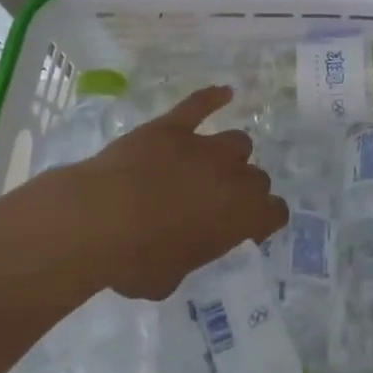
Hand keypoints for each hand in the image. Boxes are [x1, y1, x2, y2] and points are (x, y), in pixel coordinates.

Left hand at [42, 88, 286, 300]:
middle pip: (258, 177)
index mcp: (240, 217)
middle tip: (221, 203)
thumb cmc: (136, 260)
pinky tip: (223, 93)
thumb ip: (188, 258)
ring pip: (237, 142)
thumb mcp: (169, 279)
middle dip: (245, 190)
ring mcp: (203, 146)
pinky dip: (212, 98)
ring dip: (230, 156)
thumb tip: (182, 249)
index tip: (250, 230)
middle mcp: (233, 176)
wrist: (98, 220)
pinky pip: (199, 105)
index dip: (265, 221)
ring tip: (212, 165)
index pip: (275, 213)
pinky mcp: (173, 126)